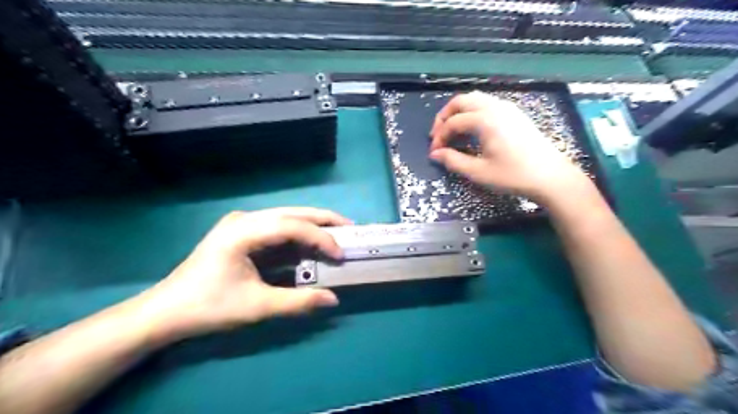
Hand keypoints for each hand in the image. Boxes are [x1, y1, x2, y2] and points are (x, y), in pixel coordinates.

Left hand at [132, 207, 352, 342]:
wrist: (166, 311)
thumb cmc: (208, 307)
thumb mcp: (256, 307)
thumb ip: (297, 302)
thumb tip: (333, 299)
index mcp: (243, 231)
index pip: (292, 226)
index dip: (320, 237)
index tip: (341, 254)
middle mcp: (245, 219)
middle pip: (292, 212)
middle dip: (323, 219)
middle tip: (350, 228)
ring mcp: (242, 223)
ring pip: (286, 216)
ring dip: (312, 224)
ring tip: (337, 233)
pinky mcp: (242, 232)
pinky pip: (277, 227)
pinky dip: (298, 233)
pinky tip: (311, 242)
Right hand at [427, 91, 588, 200]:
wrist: (550, 176)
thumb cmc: (513, 175)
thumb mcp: (479, 172)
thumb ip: (453, 161)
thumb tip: (435, 155)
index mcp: (485, 120)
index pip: (453, 122)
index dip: (440, 137)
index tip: (434, 153)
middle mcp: (495, 107)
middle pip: (461, 101)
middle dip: (445, 116)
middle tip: (438, 135)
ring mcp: (507, 108)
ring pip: (475, 99)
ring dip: (459, 111)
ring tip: (453, 131)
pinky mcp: (515, 113)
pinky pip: (487, 103)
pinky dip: (473, 111)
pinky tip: (472, 128)